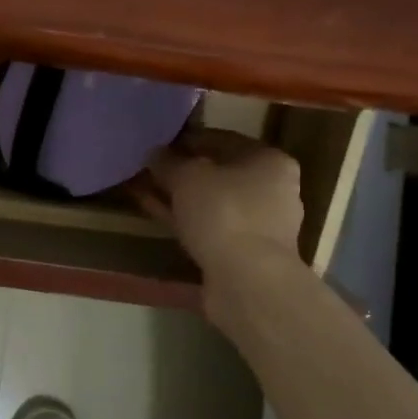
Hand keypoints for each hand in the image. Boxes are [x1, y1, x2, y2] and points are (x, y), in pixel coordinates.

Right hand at [135, 130, 304, 324]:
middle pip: (219, 172)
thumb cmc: (224, 213)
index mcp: (270, 161)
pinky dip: (184, 219)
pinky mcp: (243, 252)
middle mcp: (272, 189)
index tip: (159, 143)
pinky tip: (156, 214)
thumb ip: (168, 161)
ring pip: (211, 201)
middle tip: (150, 168)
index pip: (224, 139)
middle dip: (183, 170)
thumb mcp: (188, 177)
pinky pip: (207, 225)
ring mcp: (259, 224)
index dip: (188, 139)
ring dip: (180, 197)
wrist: (247, 280)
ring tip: (145, 190)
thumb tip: (154, 153)